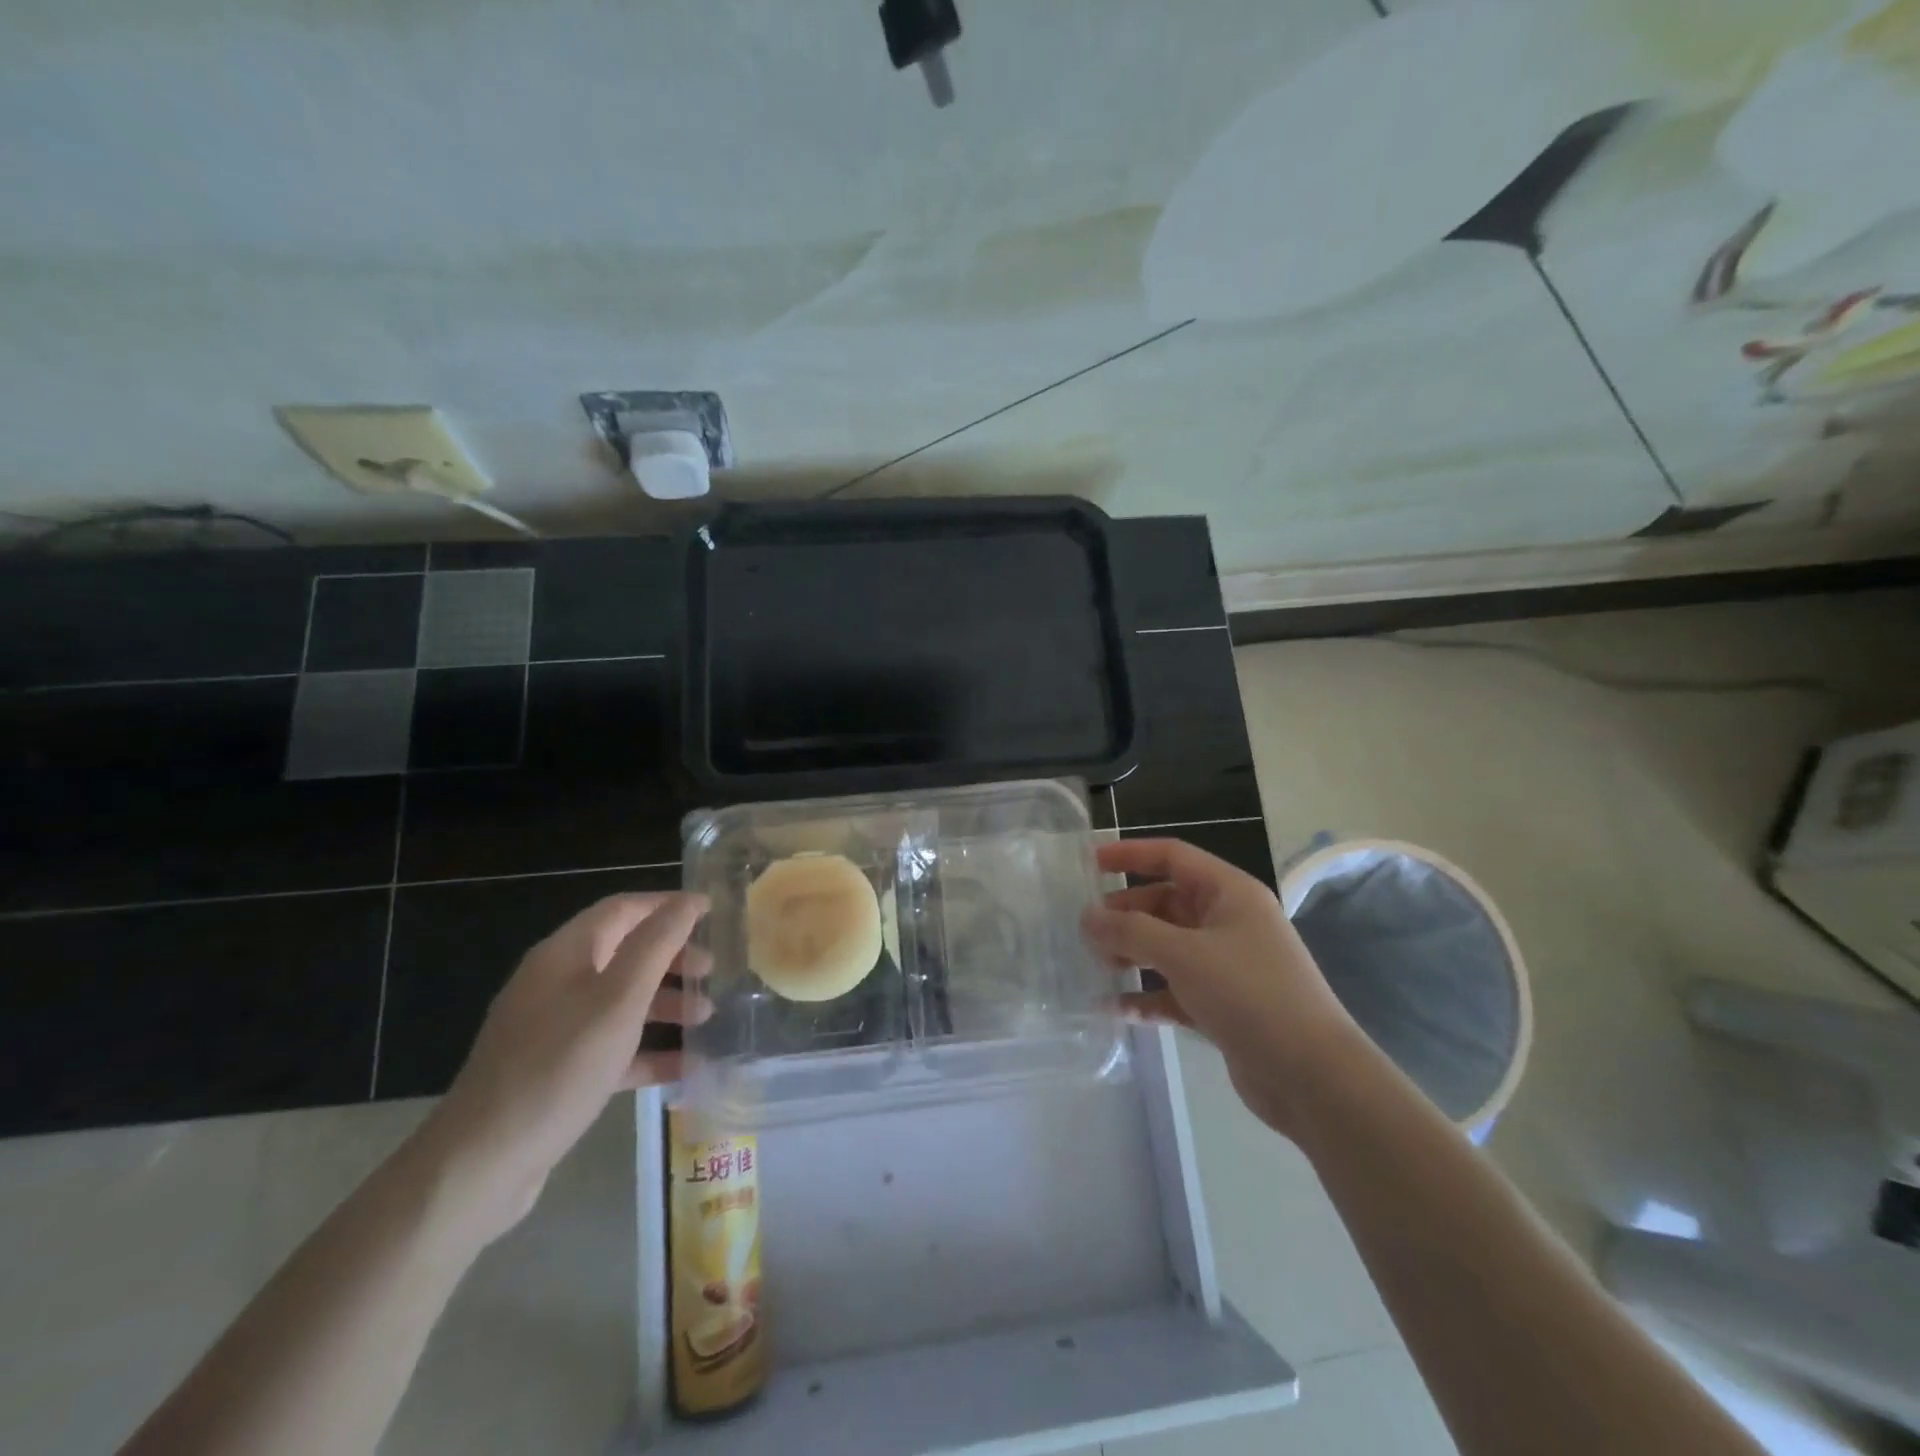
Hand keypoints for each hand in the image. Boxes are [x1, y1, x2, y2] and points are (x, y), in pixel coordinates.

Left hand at [422, 892, 710, 1242]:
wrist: (481, 1165)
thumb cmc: (559, 1067)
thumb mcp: (619, 999)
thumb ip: (657, 945)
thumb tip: (689, 901)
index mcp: (565, 954)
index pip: (624, 909)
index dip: (669, 906)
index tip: (713, 914)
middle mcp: (556, 983)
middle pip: (625, 953)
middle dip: (673, 958)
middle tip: (713, 972)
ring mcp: (553, 1029)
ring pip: (621, 1001)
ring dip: (666, 1003)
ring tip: (706, 1019)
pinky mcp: (556, 1071)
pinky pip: (612, 1046)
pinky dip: (648, 1050)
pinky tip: (685, 1066)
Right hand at [1082, 839, 1359, 1133]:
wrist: (1313, 1077)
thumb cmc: (1250, 995)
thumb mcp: (1184, 954)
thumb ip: (1131, 931)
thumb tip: (1087, 917)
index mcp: (1229, 893)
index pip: (1173, 856)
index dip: (1130, 854)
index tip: (1089, 863)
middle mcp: (1228, 922)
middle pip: (1165, 903)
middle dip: (1125, 913)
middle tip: (1085, 930)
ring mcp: (1227, 965)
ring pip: (1167, 947)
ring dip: (1132, 953)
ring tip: (1096, 966)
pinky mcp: (1223, 1005)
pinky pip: (1175, 988)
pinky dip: (1147, 995)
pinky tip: (1115, 1009)